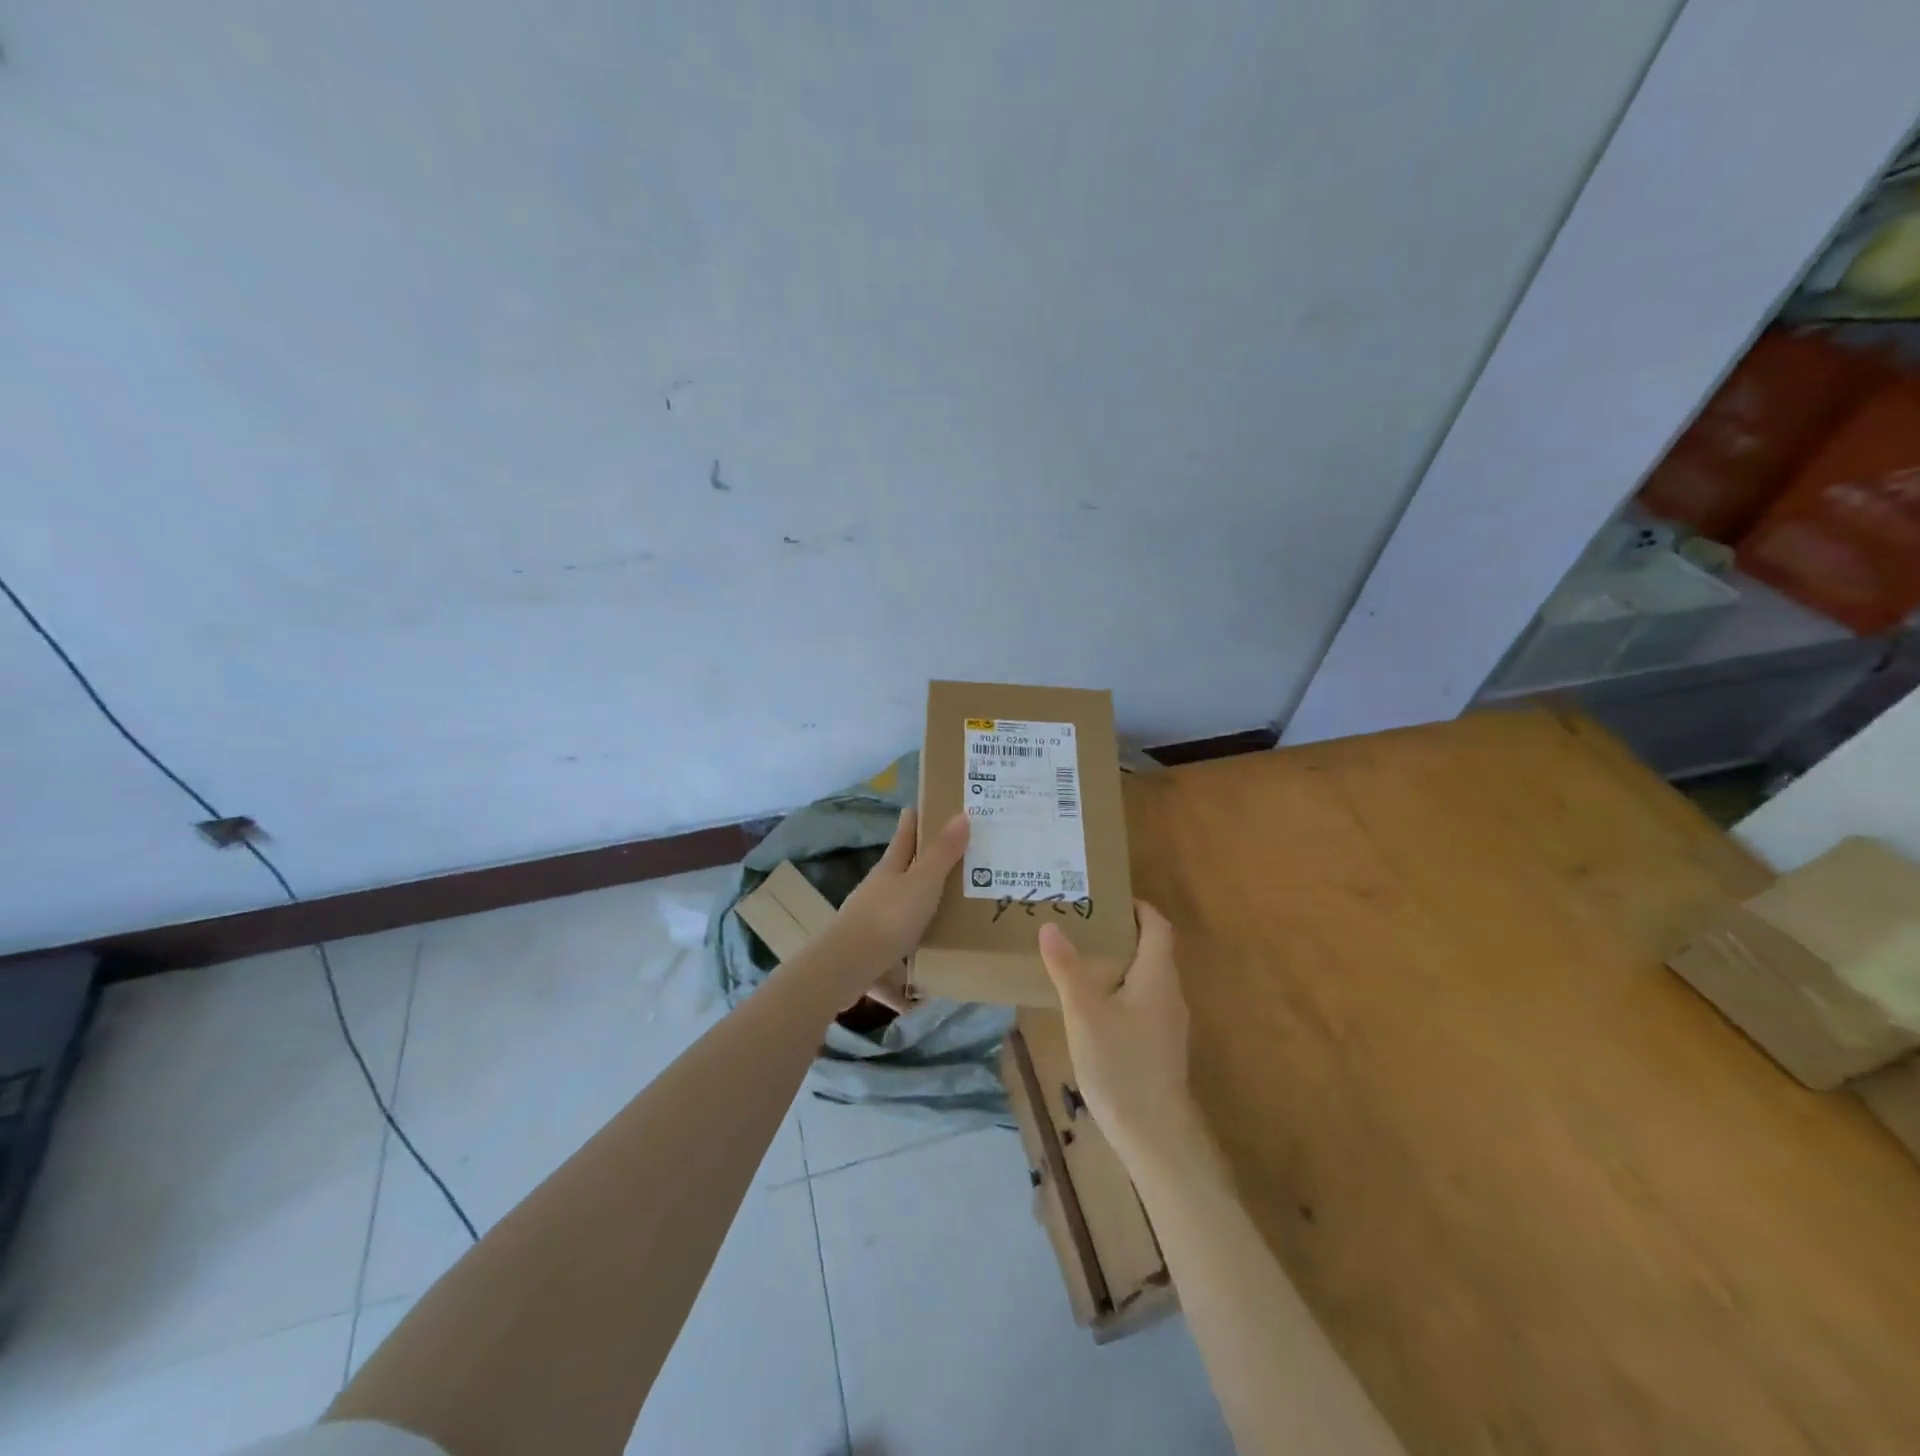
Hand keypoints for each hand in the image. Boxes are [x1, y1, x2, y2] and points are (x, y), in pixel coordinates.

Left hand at [830, 808, 969, 978]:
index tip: (919, 807)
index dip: (913, 821)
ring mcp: (871, 925)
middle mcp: (878, 893)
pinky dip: (908, 977)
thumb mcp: (923, 882)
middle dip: (921, 870)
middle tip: (952, 866)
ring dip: (917, 921)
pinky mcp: (870, 958)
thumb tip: (961, 814)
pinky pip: (895, 966)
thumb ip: (942, 853)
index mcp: (890, 869)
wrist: (848, 966)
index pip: (904, 837)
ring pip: (898, 918)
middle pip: (901, 876)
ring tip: (947, 927)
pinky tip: (923, 994)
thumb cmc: (889, 916)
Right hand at [1038, 901, 1200, 1164]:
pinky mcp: (1162, 1048)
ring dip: (1121, 965)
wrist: (1155, 1135)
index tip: (1108, 898)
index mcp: (1157, 976)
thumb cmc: (1121, 1064)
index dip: (1138, 908)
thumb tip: (1051, 926)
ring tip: (1083, 962)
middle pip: (1153, 952)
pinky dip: (1122, 993)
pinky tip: (1095, 1009)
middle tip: (1084, 926)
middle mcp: (1170, 994)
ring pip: (1147, 980)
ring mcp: (1169, 1024)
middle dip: (1122, 935)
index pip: (1157, 927)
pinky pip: (1144, 1005)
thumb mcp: (1084, 1012)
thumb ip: (1067, 968)